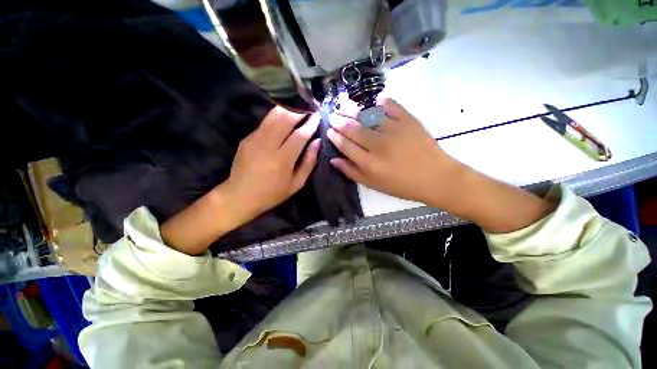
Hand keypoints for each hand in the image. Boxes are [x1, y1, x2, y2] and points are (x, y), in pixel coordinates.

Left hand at [224, 107, 320, 217]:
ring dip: (288, 109)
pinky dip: (277, 116)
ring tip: (299, 107)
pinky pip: (265, 122)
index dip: (311, 124)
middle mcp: (268, 145)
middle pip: (285, 119)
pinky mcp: (247, 138)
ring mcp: (255, 139)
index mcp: (282, 160)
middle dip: (300, 110)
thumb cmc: (273, 193)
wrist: (240, 195)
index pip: (299, 135)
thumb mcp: (296, 183)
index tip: (318, 115)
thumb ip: (308, 162)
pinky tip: (284, 116)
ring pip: (273, 116)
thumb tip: (317, 142)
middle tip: (309, 106)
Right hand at [328, 98, 554, 232]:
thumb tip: (334, 159)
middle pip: (353, 128)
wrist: (434, 177)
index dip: (335, 136)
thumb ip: (351, 172)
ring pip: (367, 115)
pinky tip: (376, 100)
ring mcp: (393, 130)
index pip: (345, 145)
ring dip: (353, 109)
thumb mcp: (373, 184)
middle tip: (332, 115)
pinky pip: (391, 106)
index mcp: (369, 163)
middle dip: (339, 120)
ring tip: (343, 104)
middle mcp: (378, 144)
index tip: (329, 130)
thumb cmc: (401, 185)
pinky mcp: (408, 120)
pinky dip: (382, 101)